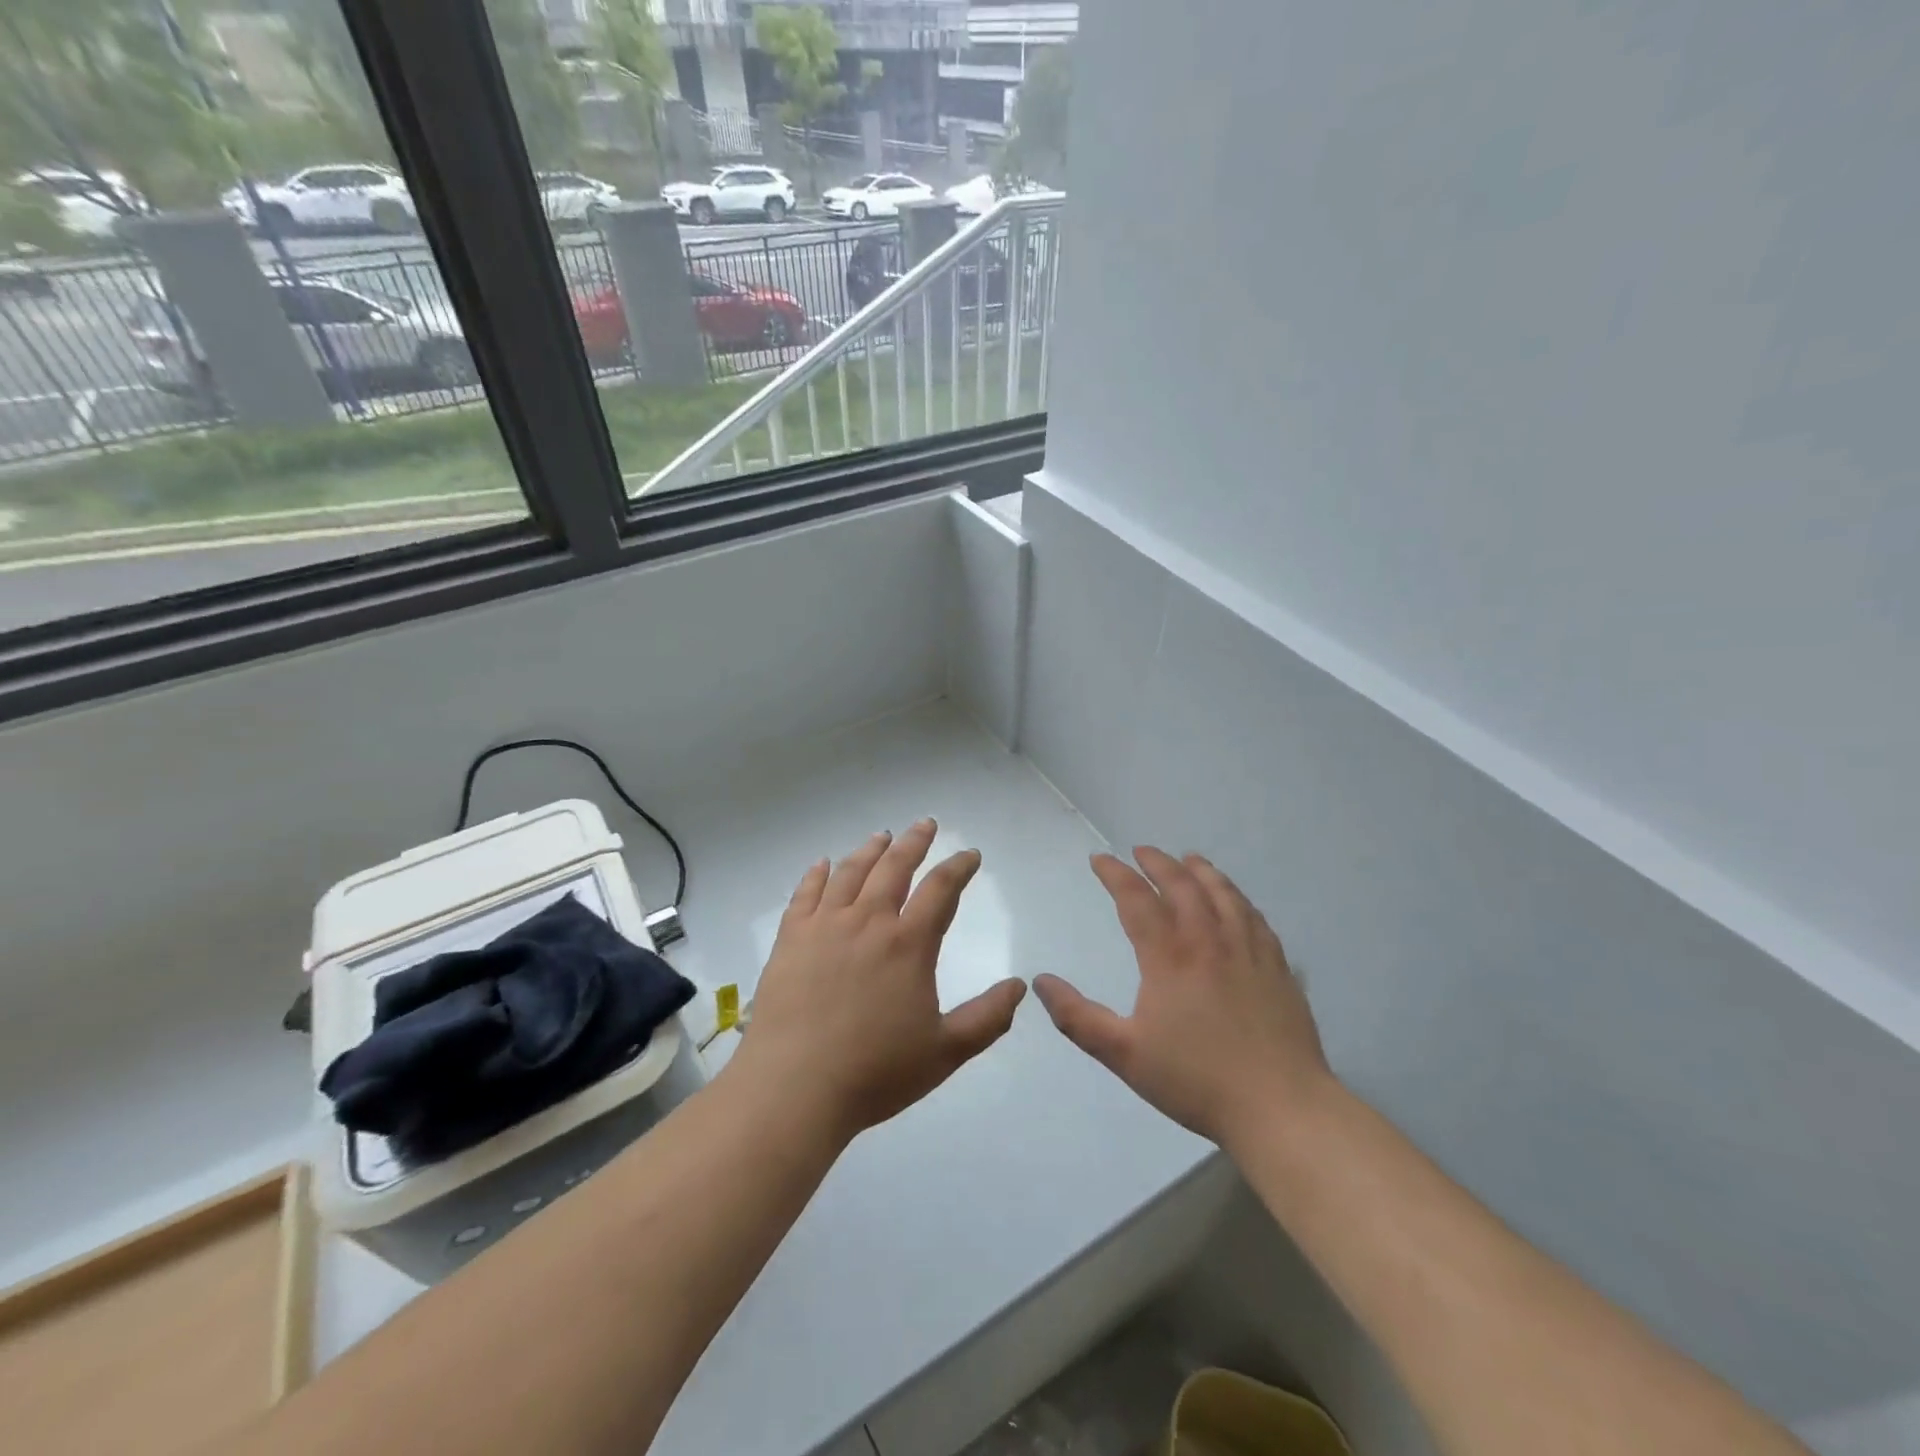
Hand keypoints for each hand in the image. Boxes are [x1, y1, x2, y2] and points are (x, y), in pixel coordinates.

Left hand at [730, 819, 1027, 1142]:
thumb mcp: (945, 1052)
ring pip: (850, 873)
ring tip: (882, 836)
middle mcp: (868, 922)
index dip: (959, 867)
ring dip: (870, 850)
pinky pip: (805, 894)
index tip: (970, 855)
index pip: (941, 890)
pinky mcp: (790, 939)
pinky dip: (816, 874)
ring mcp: (824, 926)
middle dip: (914, 842)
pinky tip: (822, 864)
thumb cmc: (875, 1072)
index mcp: (908, 944)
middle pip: (894, 867)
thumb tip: (1019, 986)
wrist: (794, 1088)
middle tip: (925, 824)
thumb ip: (987, 1018)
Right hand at [1033, 847, 1332, 1151]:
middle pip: (1182, 885)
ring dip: (1201, 871)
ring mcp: (1248, 950)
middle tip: (1141, 850)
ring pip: (1223, 894)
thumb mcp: (1124, 1054)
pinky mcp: (1277, 967)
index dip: (1115, 874)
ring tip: (1189, 858)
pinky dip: (1238, 897)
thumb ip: (1078, 1017)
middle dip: (1157, 862)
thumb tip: (1041, 981)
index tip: (1099, 860)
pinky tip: (1236, 900)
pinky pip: (1255, 917)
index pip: (1136, 898)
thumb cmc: (1195, 1080)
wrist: (1280, 1107)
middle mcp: (1208, 940)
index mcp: (1169, 956)